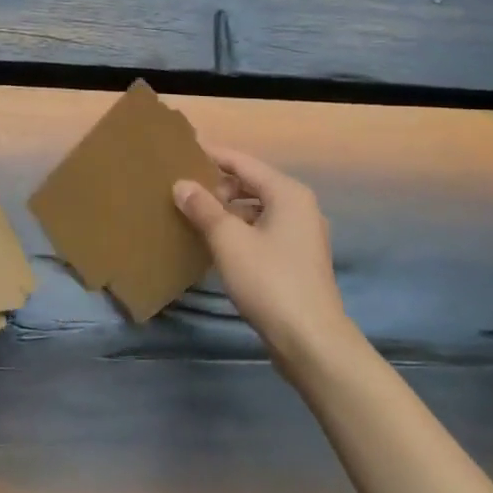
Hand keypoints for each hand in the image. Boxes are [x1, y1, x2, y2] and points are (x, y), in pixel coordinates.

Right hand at [173, 147, 348, 361]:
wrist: (311, 340)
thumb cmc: (269, 281)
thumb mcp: (228, 240)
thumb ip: (203, 207)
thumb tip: (181, 184)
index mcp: (287, 193)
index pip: (242, 162)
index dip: (212, 155)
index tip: (182, 152)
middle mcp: (300, 206)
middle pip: (252, 183)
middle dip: (218, 184)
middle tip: (183, 188)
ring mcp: (302, 234)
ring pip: (257, 208)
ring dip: (228, 208)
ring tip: (195, 214)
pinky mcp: (298, 258)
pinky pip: (263, 229)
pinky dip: (240, 228)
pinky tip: (217, 241)